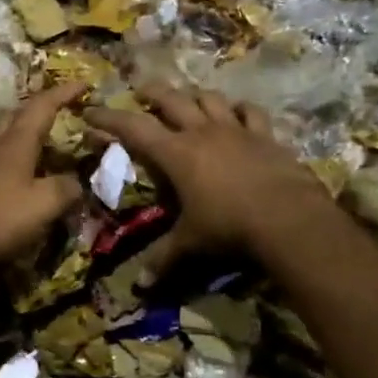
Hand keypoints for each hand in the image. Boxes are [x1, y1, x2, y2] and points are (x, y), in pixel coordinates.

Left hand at [0, 83, 86, 271]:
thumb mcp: (44, 206)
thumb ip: (67, 189)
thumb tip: (78, 182)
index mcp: (16, 141)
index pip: (43, 106)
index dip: (64, 93)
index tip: (83, 84)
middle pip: (18, 113)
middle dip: (40, 107)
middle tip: (61, 111)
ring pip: (2, 130)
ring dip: (22, 127)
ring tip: (40, 138)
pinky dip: (10, 149)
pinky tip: (15, 166)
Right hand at [85, 82, 328, 281]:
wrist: (287, 217)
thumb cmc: (229, 226)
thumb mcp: (191, 243)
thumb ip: (164, 258)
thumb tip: (139, 285)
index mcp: (176, 153)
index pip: (133, 127)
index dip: (109, 118)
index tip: (90, 111)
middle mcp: (202, 132)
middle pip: (171, 100)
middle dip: (152, 93)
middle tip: (140, 92)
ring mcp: (236, 129)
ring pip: (209, 98)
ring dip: (194, 95)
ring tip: (187, 97)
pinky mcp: (265, 135)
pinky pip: (251, 111)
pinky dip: (240, 108)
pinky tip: (238, 111)